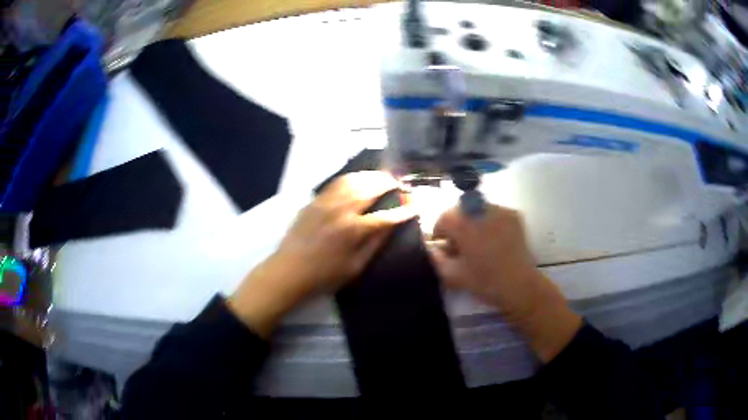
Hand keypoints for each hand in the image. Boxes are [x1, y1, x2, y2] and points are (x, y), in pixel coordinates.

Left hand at [228, 171, 414, 336]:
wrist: (289, 271)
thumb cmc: (324, 275)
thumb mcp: (355, 267)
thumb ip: (375, 244)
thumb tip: (392, 226)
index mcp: (353, 230)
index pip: (386, 216)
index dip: (403, 210)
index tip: (415, 205)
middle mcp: (341, 210)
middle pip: (370, 188)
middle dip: (388, 183)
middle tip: (399, 182)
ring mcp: (326, 202)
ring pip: (353, 180)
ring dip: (371, 176)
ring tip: (382, 177)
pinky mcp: (314, 201)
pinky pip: (336, 182)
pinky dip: (351, 177)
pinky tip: (358, 179)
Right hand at [429, 204, 581, 361]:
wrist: (519, 286)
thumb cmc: (484, 281)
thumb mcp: (452, 275)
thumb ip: (435, 258)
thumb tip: (431, 247)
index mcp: (463, 223)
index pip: (444, 217)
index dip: (441, 232)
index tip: (446, 247)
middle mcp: (481, 210)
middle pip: (461, 210)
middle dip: (457, 225)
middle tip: (462, 245)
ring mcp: (500, 210)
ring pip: (478, 210)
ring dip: (474, 222)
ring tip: (480, 242)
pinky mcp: (514, 215)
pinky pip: (495, 213)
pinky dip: (490, 222)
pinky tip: (495, 241)